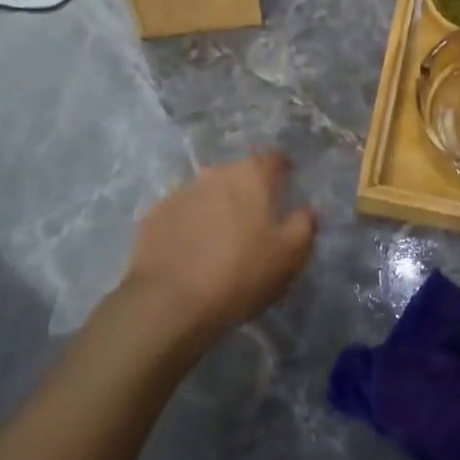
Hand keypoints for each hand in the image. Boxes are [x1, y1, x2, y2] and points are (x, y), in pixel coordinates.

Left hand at [121, 153, 317, 346]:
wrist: (170, 302)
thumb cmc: (242, 273)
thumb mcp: (291, 254)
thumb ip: (304, 224)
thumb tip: (306, 209)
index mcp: (251, 176)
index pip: (273, 158)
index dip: (282, 167)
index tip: (287, 180)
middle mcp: (215, 174)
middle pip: (237, 174)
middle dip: (247, 190)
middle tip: (255, 218)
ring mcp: (180, 192)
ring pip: (207, 193)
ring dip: (216, 207)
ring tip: (221, 238)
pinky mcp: (154, 216)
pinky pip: (181, 214)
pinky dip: (189, 225)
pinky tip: (191, 251)